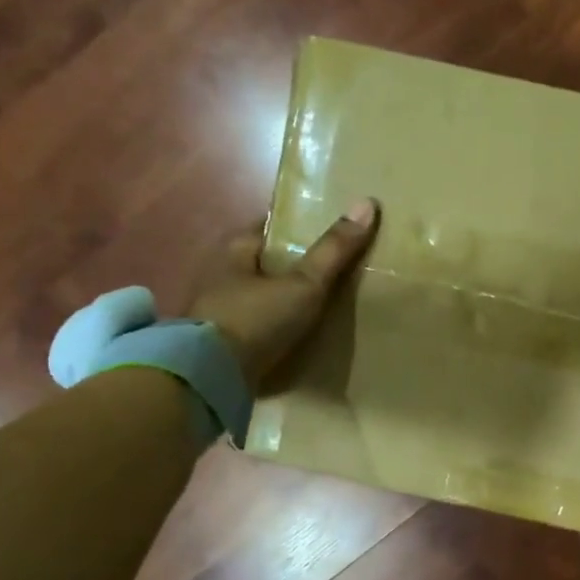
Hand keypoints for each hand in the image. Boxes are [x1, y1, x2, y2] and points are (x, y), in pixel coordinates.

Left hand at [189, 199, 379, 386]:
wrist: (211, 376)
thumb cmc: (256, 319)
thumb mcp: (303, 284)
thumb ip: (334, 251)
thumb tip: (367, 203)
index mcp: (235, 250)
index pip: (270, 229)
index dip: (299, 229)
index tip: (328, 235)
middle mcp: (221, 275)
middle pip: (266, 264)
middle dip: (293, 268)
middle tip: (333, 274)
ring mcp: (218, 311)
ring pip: (260, 297)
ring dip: (284, 301)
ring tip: (323, 308)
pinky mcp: (222, 343)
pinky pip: (257, 328)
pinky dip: (276, 329)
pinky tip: (299, 337)